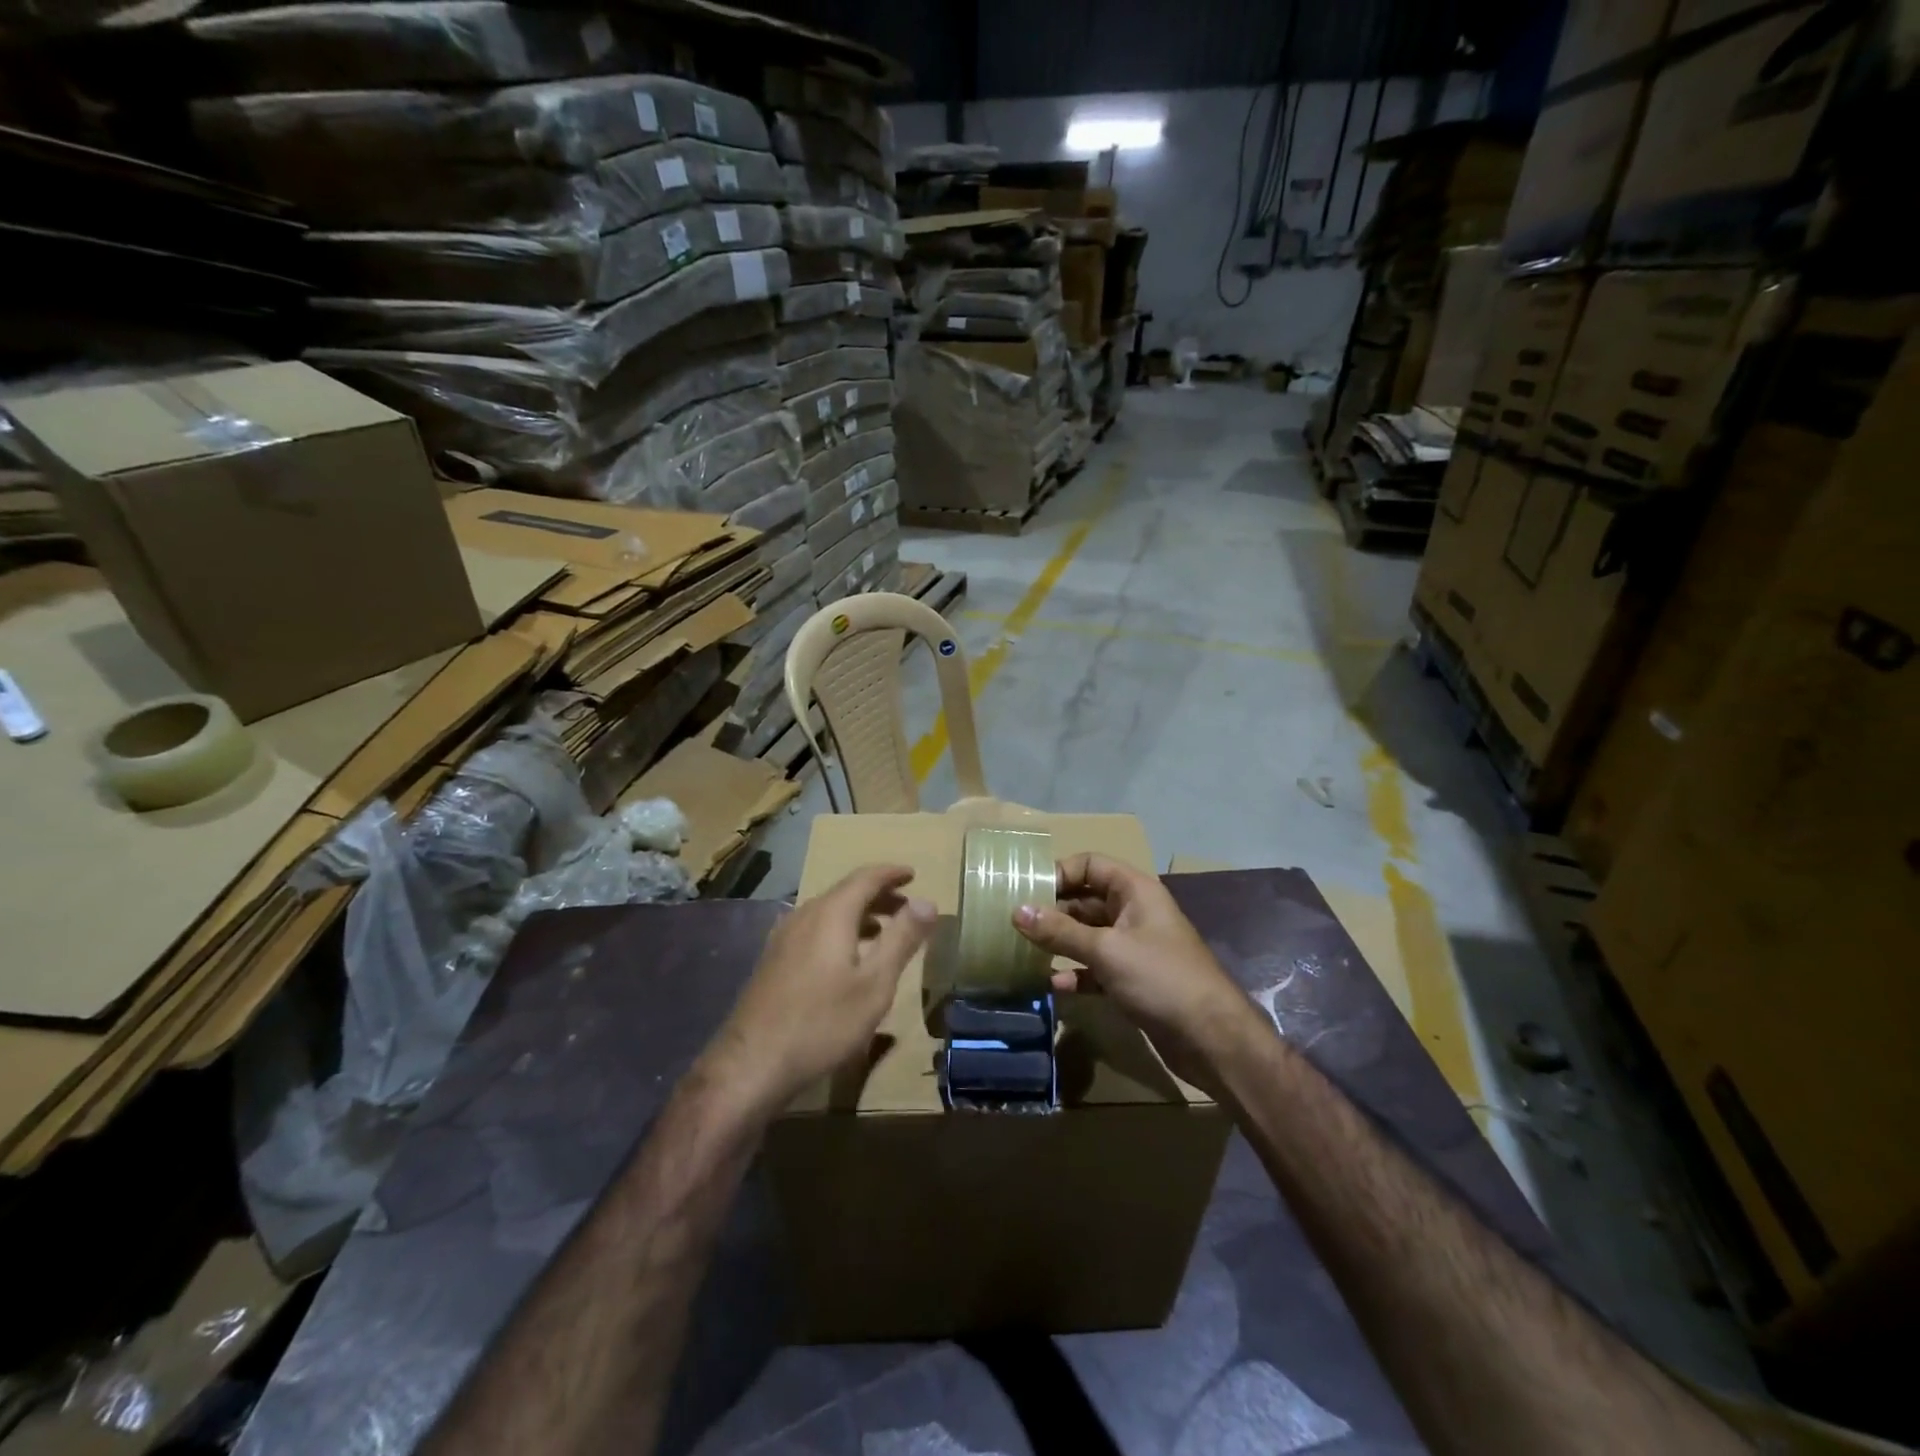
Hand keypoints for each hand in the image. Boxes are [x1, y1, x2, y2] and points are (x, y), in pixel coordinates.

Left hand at [709, 865, 936, 1110]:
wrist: (752, 1064)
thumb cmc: (822, 1022)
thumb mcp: (875, 983)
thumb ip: (902, 939)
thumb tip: (928, 902)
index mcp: (831, 913)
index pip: (866, 877)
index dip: (892, 874)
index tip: (913, 874)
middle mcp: (804, 915)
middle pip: (846, 892)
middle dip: (878, 895)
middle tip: (907, 906)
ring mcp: (784, 937)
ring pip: (828, 912)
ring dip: (859, 914)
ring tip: (882, 931)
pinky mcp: (773, 960)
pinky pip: (813, 929)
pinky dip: (839, 930)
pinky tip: (845, 958)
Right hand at [1012, 854, 1259, 1091]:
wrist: (1210, 1038)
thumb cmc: (1160, 978)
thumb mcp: (1106, 950)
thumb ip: (1060, 931)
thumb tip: (1017, 910)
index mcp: (1135, 890)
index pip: (1090, 864)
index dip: (1059, 873)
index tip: (1026, 891)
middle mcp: (1133, 911)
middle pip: (1085, 899)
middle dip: (1052, 910)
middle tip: (1014, 922)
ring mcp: (1133, 946)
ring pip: (1087, 934)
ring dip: (1059, 942)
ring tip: (1023, 950)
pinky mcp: (1132, 979)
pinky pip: (1095, 967)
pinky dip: (1075, 972)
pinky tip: (1053, 984)